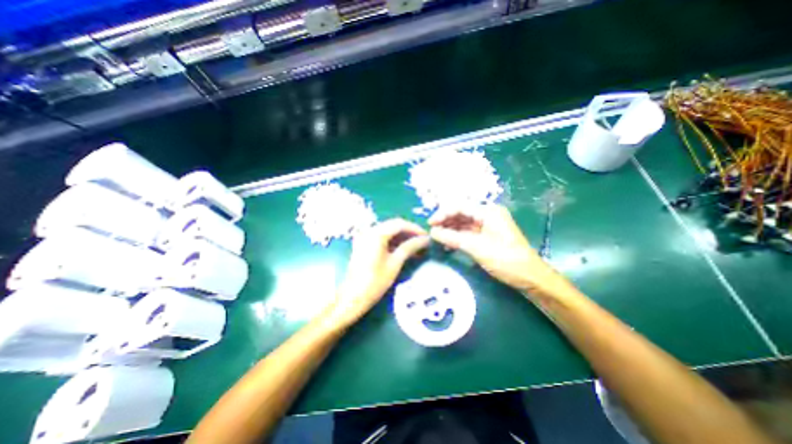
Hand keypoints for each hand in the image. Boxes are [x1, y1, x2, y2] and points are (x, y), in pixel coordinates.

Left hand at [330, 218, 429, 324]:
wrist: (353, 297)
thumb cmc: (375, 282)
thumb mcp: (395, 263)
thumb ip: (410, 247)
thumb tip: (425, 239)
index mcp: (376, 233)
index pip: (400, 224)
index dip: (415, 229)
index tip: (427, 236)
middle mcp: (369, 230)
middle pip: (393, 226)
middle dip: (409, 232)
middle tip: (423, 241)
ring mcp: (364, 237)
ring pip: (388, 231)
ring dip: (402, 237)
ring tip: (416, 247)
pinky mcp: (363, 244)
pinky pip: (381, 238)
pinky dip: (393, 242)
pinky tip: (403, 250)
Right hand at [433, 205, 561, 294]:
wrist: (529, 277)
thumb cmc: (506, 260)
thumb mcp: (477, 248)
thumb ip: (453, 238)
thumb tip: (432, 233)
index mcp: (489, 212)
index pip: (460, 206)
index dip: (443, 213)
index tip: (430, 224)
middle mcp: (487, 215)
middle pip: (460, 213)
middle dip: (445, 222)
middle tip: (432, 232)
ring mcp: (487, 225)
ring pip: (463, 223)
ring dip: (450, 230)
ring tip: (437, 239)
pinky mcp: (486, 235)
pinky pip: (468, 233)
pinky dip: (457, 237)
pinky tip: (448, 245)